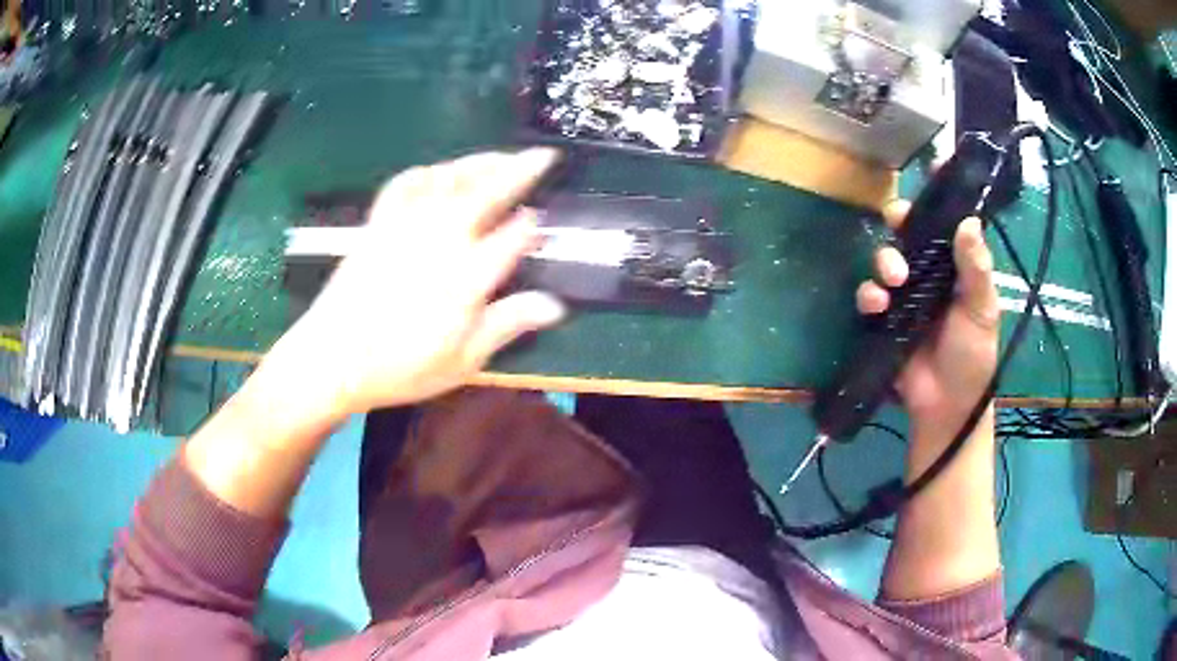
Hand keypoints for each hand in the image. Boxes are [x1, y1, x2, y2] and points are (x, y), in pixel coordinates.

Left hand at [265, 149, 566, 419]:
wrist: (331, 359)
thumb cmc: (400, 367)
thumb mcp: (462, 360)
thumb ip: (508, 324)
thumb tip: (556, 305)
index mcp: (467, 276)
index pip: (512, 237)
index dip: (531, 226)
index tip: (542, 222)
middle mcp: (441, 238)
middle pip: (487, 191)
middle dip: (520, 169)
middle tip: (544, 155)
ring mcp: (407, 224)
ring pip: (450, 178)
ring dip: (481, 163)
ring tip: (502, 156)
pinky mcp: (379, 222)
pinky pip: (406, 183)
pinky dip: (428, 171)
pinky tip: (439, 171)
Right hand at [855, 200, 999, 435]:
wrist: (946, 406)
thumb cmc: (972, 357)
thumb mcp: (982, 311)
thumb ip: (975, 269)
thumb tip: (968, 220)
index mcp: (957, 267)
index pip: (949, 222)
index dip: (942, 194)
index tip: (937, 164)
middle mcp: (931, 273)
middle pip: (911, 231)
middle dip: (901, 220)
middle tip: (898, 220)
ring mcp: (906, 295)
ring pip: (886, 258)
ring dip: (884, 259)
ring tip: (893, 279)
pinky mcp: (885, 318)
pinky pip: (869, 295)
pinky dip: (869, 294)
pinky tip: (876, 305)